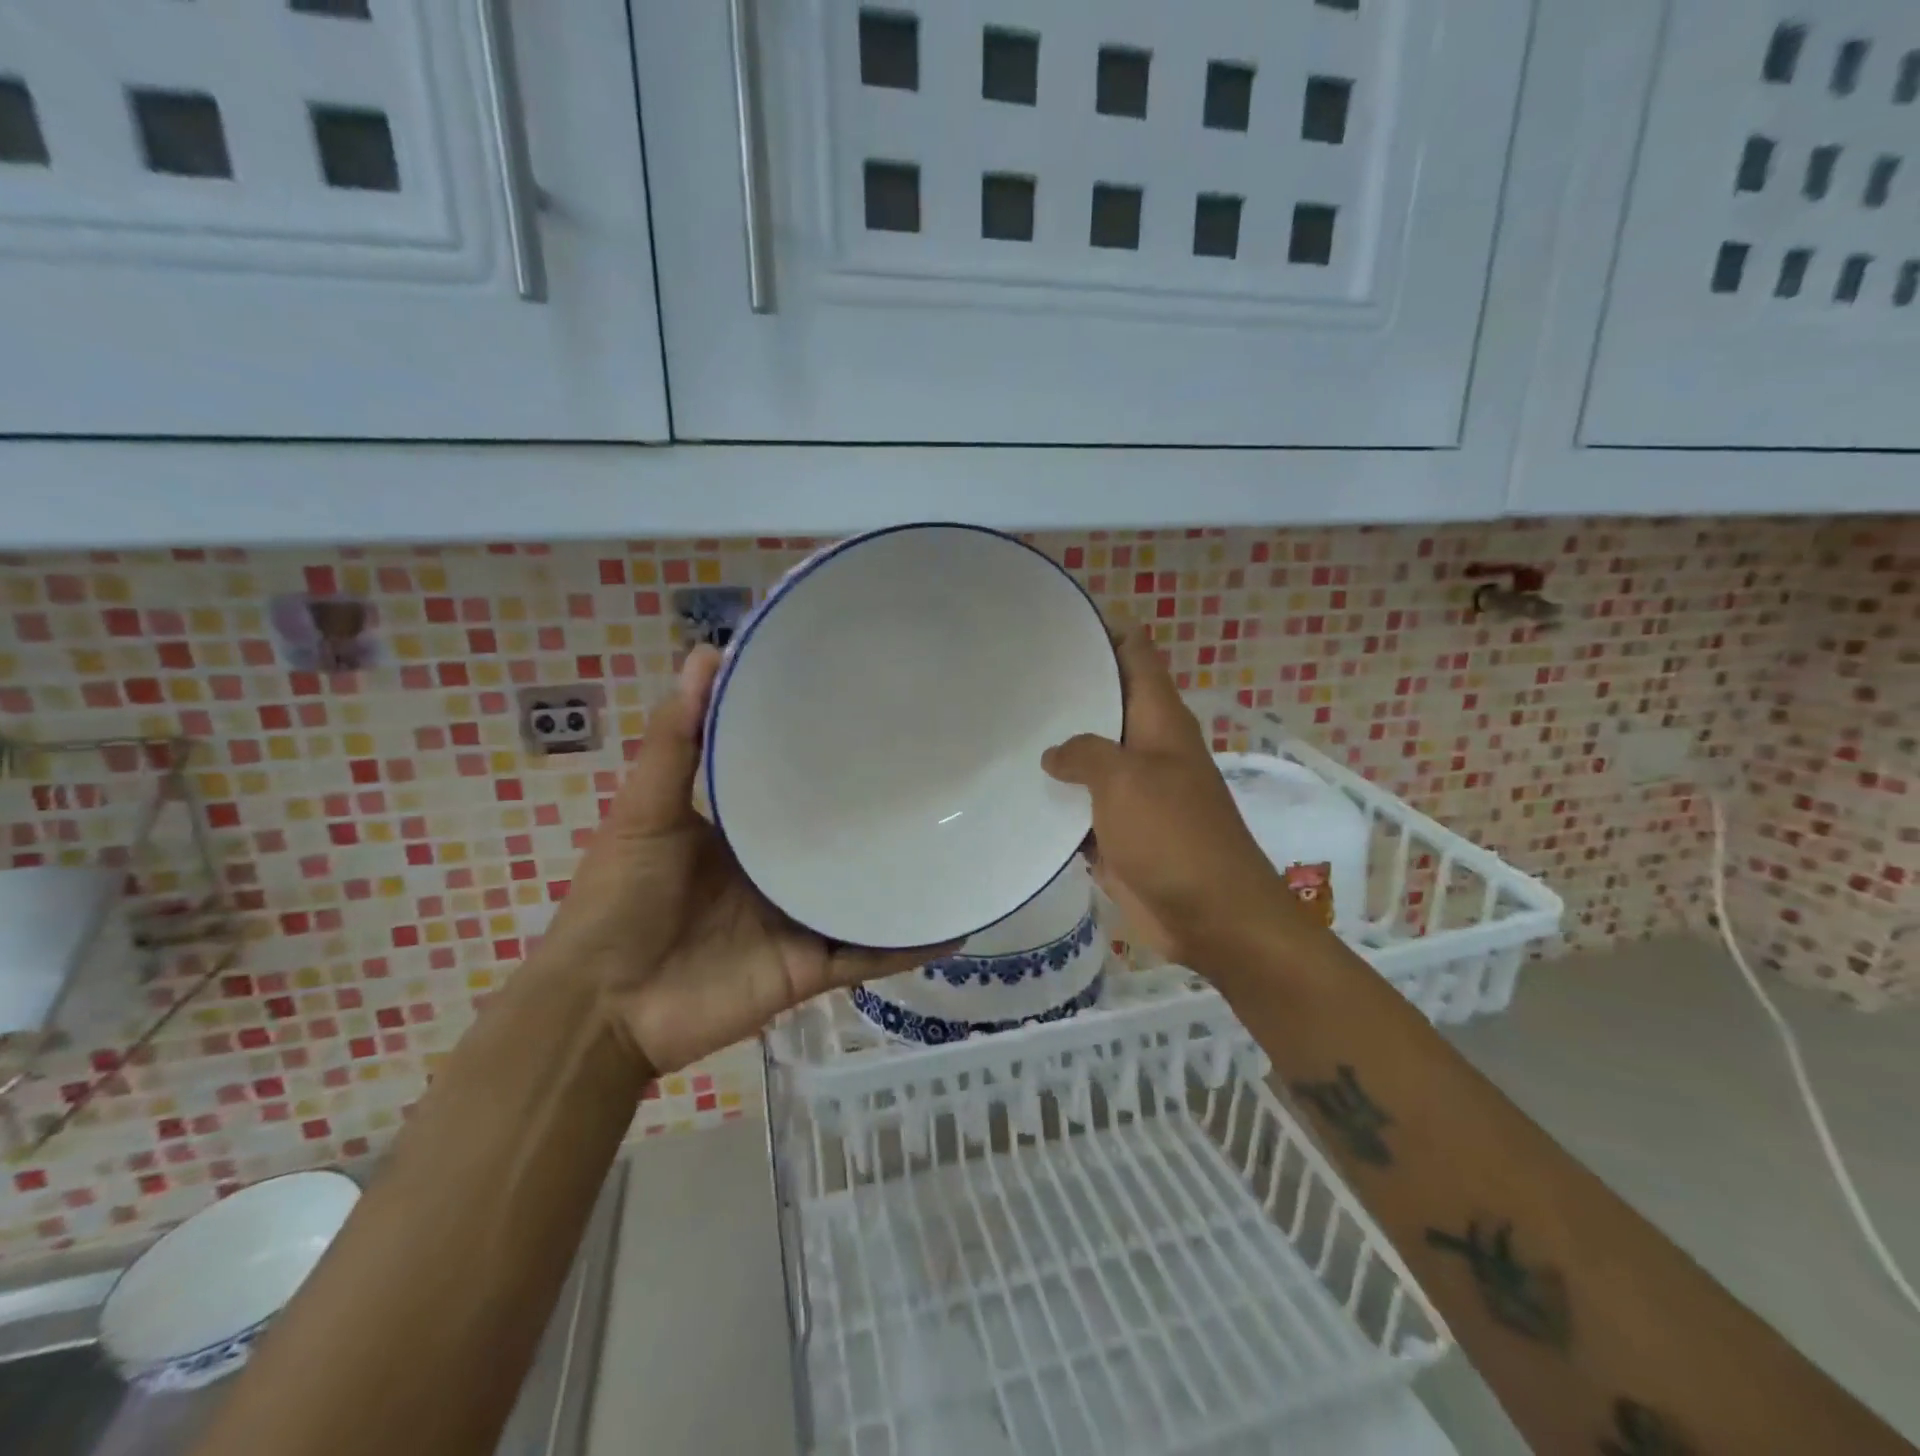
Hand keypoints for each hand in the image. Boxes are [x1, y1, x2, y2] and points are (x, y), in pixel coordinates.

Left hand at [538, 647, 945, 1074]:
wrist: (603, 1006)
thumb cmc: (619, 899)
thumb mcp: (646, 809)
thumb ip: (676, 739)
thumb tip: (707, 654)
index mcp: (748, 832)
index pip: (802, 787)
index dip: (835, 756)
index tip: (880, 714)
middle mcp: (782, 871)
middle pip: (842, 840)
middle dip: (883, 814)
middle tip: (939, 772)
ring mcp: (801, 921)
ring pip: (865, 892)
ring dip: (907, 874)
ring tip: (963, 838)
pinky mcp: (812, 967)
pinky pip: (870, 953)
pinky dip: (908, 941)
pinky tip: (955, 919)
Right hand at [1042, 624, 1304, 969]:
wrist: (1210, 915)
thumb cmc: (1173, 835)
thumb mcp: (1125, 779)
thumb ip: (1085, 753)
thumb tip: (1055, 754)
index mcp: (1159, 720)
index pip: (1135, 654)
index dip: (1104, 630)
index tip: (1056, 620)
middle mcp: (1146, 747)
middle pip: (1105, 703)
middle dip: (1066, 688)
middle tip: (1011, 674)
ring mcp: (1131, 791)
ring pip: (1088, 756)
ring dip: (1055, 747)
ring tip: (1002, 726)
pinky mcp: (1116, 831)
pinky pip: (1079, 805)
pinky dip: (1055, 799)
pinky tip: (1014, 790)